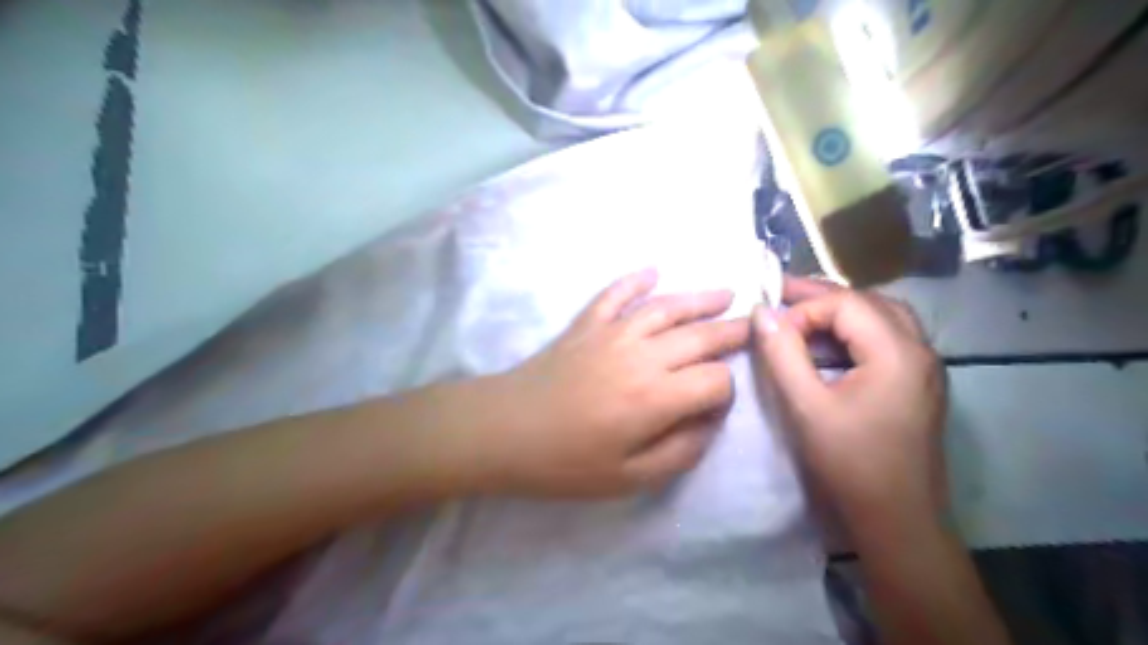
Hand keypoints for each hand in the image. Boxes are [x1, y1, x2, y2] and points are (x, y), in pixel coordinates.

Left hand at [483, 270, 753, 495]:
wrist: (503, 430)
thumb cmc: (565, 463)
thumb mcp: (630, 478)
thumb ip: (681, 451)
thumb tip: (709, 421)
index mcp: (656, 397)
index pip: (714, 381)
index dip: (725, 392)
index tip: (715, 405)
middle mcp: (642, 354)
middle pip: (699, 336)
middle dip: (731, 332)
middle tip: (754, 323)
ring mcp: (611, 332)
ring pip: (666, 307)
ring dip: (698, 298)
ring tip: (725, 293)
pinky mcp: (585, 324)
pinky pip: (615, 294)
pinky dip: (635, 280)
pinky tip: (652, 271)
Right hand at [751, 273, 945, 528]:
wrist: (897, 523)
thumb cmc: (849, 464)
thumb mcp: (805, 407)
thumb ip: (782, 354)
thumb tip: (761, 312)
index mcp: (897, 352)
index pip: (846, 304)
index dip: (803, 310)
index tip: (771, 332)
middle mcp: (919, 350)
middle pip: (868, 302)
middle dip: (821, 297)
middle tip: (779, 295)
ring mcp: (924, 368)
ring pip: (881, 317)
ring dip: (840, 312)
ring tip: (800, 315)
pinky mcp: (918, 385)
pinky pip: (886, 340)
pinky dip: (853, 333)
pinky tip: (827, 347)